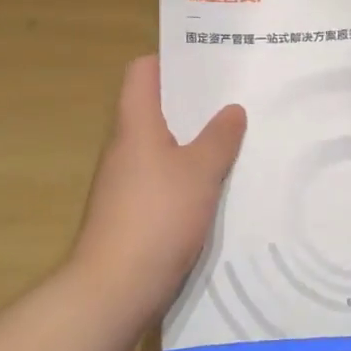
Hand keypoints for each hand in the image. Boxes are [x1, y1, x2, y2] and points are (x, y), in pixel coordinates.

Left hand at [69, 56, 246, 332]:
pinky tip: (217, 186)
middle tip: (236, 98)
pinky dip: (187, 174)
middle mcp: (125, 147)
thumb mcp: (200, 172)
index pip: (142, 72)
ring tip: (235, 138)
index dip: (170, 60)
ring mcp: (125, 181)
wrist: (114, 289)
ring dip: (194, 140)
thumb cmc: (157, 217)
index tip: (208, 62)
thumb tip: (232, 110)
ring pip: (163, 145)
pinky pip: (163, 178)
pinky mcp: (131, 212)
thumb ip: (219, 138)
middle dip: (194, 102)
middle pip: (155, 108)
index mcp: (135, 124)